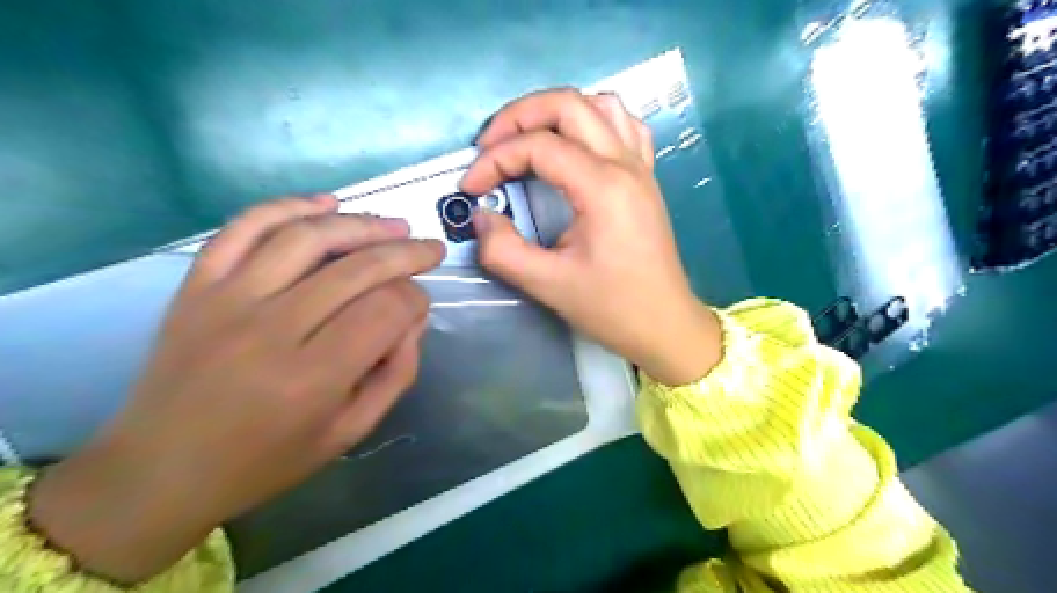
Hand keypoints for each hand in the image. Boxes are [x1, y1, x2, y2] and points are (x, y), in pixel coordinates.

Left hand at [28, 194, 442, 582]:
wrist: (160, 469)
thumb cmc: (266, 459)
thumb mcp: (350, 431)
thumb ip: (396, 373)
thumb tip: (414, 317)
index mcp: (313, 378)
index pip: (386, 310)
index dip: (416, 299)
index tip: (421, 305)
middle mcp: (271, 330)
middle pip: (356, 268)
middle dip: (405, 253)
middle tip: (431, 249)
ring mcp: (227, 300)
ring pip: (307, 237)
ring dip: (361, 224)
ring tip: (394, 225)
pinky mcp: (196, 286)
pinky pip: (244, 228)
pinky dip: (289, 207)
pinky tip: (326, 203)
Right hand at [464, 88, 717, 383]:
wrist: (665, 324)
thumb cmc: (613, 308)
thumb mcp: (548, 285)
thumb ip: (503, 250)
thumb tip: (482, 217)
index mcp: (603, 187)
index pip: (538, 146)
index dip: (495, 160)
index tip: (471, 188)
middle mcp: (625, 164)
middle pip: (568, 104)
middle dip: (518, 116)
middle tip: (489, 147)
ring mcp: (641, 167)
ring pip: (599, 105)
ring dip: (555, 112)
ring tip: (527, 140)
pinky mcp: (646, 178)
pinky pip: (624, 126)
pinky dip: (592, 122)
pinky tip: (576, 145)